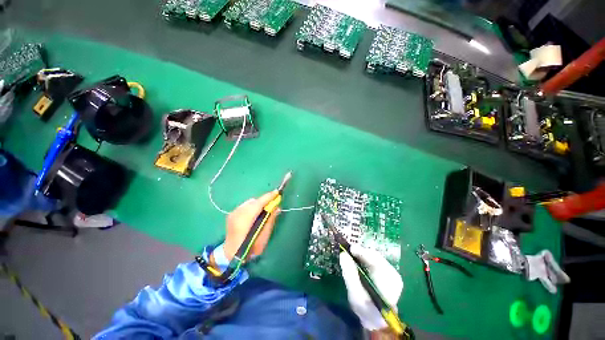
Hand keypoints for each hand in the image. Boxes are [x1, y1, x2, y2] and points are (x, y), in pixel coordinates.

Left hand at [222, 191, 280, 261]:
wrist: (230, 255)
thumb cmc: (250, 249)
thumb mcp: (264, 237)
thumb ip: (270, 220)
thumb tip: (277, 207)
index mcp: (244, 220)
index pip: (258, 204)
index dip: (269, 197)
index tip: (277, 192)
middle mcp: (237, 214)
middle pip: (254, 201)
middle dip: (264, 201)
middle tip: (273, 205)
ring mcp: (233, 213)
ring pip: (249, 202)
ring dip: (258, 204)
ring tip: (264, 211)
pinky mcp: (231, 214)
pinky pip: (245, 206)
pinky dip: (252, 207)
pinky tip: (255, 214)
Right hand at [339, 244, 402, 330]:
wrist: (378, 322)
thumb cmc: (367, 310)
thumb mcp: (356, 295)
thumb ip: (350, 274)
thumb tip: (343, 254)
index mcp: (389, 280)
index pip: (375, 259)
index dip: (362, 252)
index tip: (350, 249)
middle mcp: (393, 273)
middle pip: (375, 256)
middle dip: (361, 252)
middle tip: (348, 251)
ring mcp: (391, 273)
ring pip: (374, 258)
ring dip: (362, 256)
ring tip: (351, 254)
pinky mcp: (387, 274)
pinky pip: (374, 262)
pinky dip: (365, 260)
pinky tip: (358, 261)